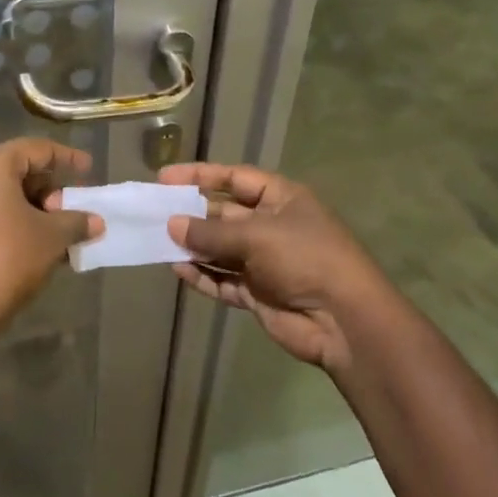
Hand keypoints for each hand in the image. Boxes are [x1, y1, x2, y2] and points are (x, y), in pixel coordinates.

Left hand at [0, 138, 102, 340]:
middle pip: (21, 171)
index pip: (38, 149)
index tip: (90, 169)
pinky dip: (20, 223)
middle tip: (77, 209)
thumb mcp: (50, 237)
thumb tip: (96, 221)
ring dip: (39, 211)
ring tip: (66, 233)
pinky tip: (43, 247)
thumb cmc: (6, 258)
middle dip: (53, 190)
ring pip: (9, 195)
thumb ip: (76, 222)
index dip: (68, 158)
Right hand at [160, 162, 391, 372]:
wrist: (344, 320)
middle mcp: (271, 225)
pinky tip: (178, 270)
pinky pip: (223, 279)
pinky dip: (203, 275)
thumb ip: (211, 232)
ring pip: (220, 248)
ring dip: (193, 247)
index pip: (234, 178)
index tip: (164, 177)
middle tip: (153, 214)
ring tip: (158, 243)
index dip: (200, 175)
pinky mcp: (258, 292)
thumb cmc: (305, 258)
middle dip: (191, 215)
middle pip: (223, 214)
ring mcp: (264, 261)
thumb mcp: (257, 236)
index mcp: (281, 199)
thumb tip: (172, 224)